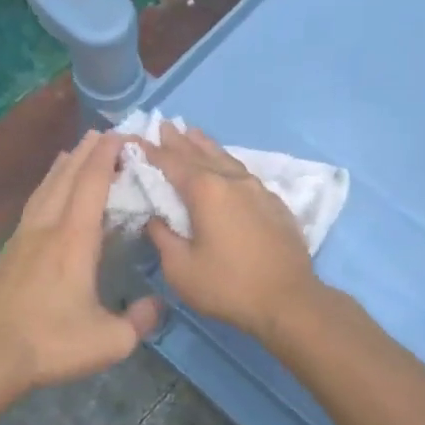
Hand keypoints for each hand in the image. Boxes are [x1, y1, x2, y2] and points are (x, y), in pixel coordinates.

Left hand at [0, 131, 161, 390]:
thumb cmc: (52, 344)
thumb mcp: (111, 341)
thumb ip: (141, 320)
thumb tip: (156, 304)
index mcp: (74, 239)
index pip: (92, 183)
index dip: (107, 155)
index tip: (123, 136)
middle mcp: (47, 227)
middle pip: (67, 176)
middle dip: (88, 151)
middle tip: (105, 133)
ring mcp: (23, 237)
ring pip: (46, 187)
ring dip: (64, 165)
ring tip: (77, 150)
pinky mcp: (8, 252)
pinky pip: (33, 204)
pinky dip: (47, 186)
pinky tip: (48, 192)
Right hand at [143, 124, 322, 342]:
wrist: (289, 300)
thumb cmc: (228, 286)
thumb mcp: (181, 268)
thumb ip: (163, 237)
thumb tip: (155, 218)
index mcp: (206, 191)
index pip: (172, 163)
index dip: (151, 151)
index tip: (135, 139)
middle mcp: (232, 181)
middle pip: (200, 154)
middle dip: (180, 140)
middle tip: (165, 125)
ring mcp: (258, 190)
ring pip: (227, 159)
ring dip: (207, 146)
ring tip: (194, 133)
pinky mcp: (275, 204)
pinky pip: (245, 174)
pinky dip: (228, 164)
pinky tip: (228, 168)